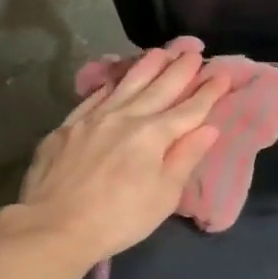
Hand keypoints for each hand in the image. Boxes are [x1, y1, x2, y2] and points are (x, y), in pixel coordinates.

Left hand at [0, 46, 227, 265]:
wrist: (54, 226)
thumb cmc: (119, 219)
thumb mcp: (163, 195)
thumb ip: (185, 157)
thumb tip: (208, 128)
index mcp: (153, 135)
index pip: (188, 109)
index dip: (208, 92)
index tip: (223, 74)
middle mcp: (125, 117)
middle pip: (159, 88)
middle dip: (180, 70)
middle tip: (195, 51)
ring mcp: (92, 118)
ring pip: (126, 84)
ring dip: (146, 66)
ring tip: (162, 51)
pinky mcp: (66, 127)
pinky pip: (95, 96)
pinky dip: (111, 83)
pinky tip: (117, 77)